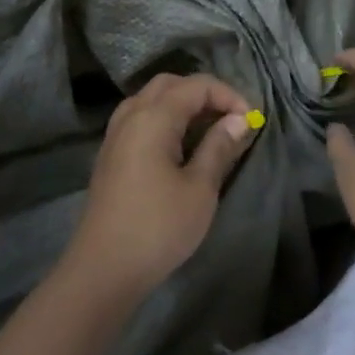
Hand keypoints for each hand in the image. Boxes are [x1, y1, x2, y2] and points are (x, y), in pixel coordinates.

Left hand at [64, 72, 257, 299]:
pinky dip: (164, 120)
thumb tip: (238, 120)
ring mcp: (115, 135)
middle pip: (170, 85)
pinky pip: (140, 119)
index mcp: (153, 117)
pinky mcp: (110, 155)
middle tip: (230, 119)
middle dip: (204, 94)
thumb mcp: (200, 189)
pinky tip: (180, 146)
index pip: (196, 85)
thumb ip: (219, 147)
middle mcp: (131, 116)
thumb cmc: (158, 227)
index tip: (251, 121)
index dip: (228, 95)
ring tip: (208, 129)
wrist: (103, 269)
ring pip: (151, 100)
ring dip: (182, 105)